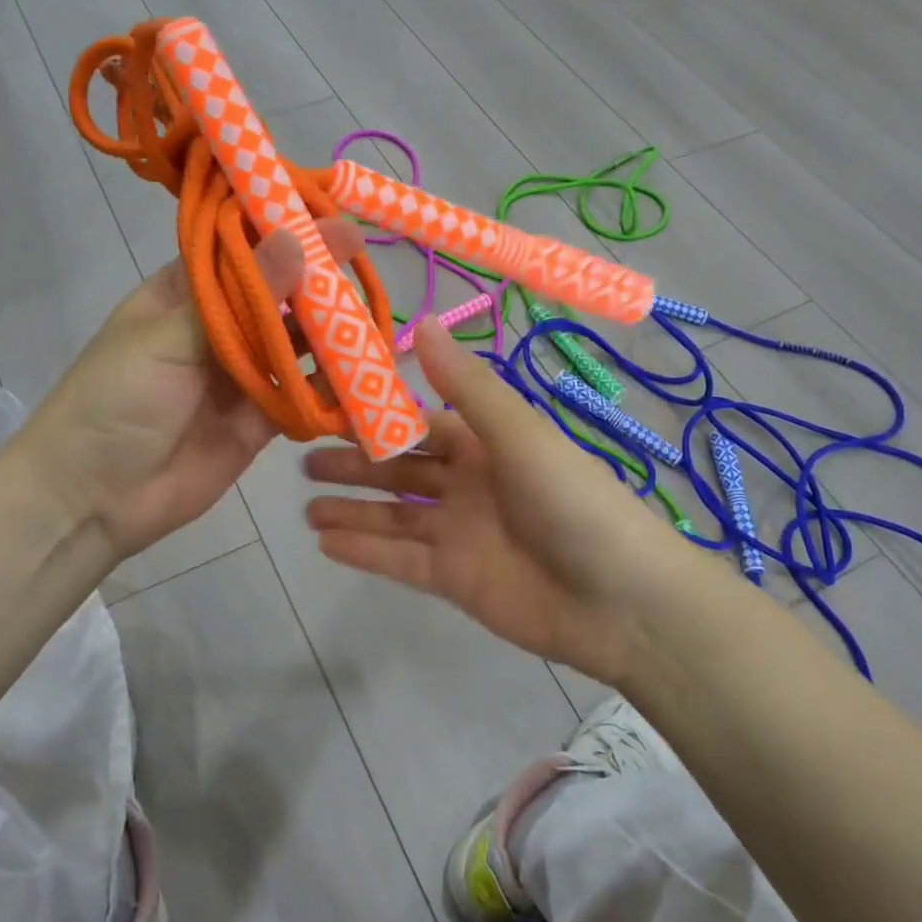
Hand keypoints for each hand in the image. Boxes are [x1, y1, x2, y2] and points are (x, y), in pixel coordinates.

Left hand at [17, 216, 364, 560]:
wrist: (92, 499)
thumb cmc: (114, 402)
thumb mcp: (168, 340)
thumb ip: (238, 297)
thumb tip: (295, 237)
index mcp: (186, 293)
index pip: (242, 248)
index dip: (285, 229)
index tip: (331, 217)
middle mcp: (219, 326)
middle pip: (278, 293)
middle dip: (318, 279)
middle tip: (364, 263)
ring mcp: (242, 373)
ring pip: (297, 343)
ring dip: (333, 333)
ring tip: (376, 318)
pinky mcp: (261, 418)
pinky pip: (303, 395)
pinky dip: (332, 388)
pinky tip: (365, 373)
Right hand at [302, 317, 692, 685]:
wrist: (620, 601)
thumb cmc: (572, 501)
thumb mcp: (519, 434)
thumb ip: (466, 385)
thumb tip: (420, 319)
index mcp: (486, 443)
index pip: (421, 422)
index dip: (378, 414)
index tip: (329, 403)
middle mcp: (468, 484)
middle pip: (400, 470)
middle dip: (355, 463)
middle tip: (302, 457)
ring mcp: (459, 533)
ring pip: (394, 516)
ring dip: (352, 509)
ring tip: (305, 505)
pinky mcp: (454, 579)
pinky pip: (399, 560)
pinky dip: (365, 551)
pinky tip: (325, 542)